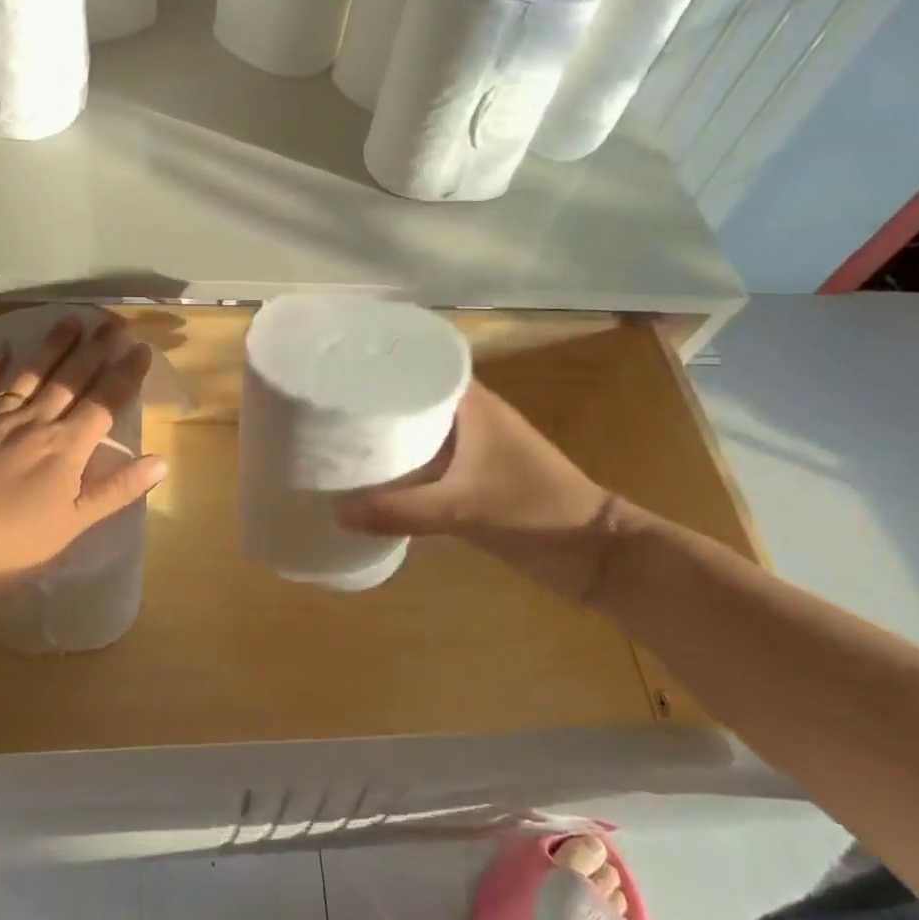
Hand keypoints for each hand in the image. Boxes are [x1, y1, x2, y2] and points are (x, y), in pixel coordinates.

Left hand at [0, 316, 166, 600]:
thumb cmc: (12, 546)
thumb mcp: (74, 525)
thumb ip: (117, 490)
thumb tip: (161, 460)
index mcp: (66, 448)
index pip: (105, 403)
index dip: (126, 374)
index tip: (141, 347)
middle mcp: (34, 422)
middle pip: (71, 379)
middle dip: (95, 349)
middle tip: (113, 322)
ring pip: (30, 374)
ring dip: (52, 346)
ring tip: (71, 320)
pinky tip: (1, 348)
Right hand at [335, 380, 619, 599]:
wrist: (592, 554)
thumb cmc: (534, 511)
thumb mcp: (463, 509)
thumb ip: (400, 511)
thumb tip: (336, 512)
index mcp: (472, 403)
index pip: (420, 365)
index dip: (380, 365)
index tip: (338, 369)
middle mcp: (469, 416)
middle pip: (412, 397)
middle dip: (373, 401)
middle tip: (326, 405)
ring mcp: (471, 447)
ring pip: (417, 429)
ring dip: (386, 434)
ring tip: (337, 436)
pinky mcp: (472, 476)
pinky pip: (425, 459)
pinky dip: (401, 463)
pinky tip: (370, 474)